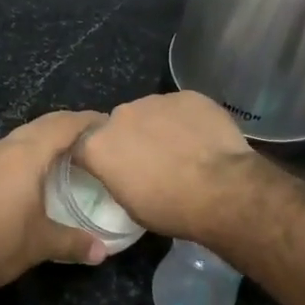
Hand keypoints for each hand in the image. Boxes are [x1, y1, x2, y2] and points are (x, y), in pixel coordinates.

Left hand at [0, 110, 107, 292]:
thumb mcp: (41, 244)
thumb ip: (74, 242)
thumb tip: (102, 252)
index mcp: (26, 155)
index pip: (63, 125)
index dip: (87, 121)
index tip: (107, 124)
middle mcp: (3, 149)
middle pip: (40, 125)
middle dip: (66, 126)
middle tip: (89, 139)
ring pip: (17, 138)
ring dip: (41, 140)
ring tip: (61, 155)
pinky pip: (1, 154)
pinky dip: (20, 156)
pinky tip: (24, 177)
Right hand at [74, 92, 257, 240]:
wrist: (221, 189)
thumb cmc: (170, 208)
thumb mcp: (130, 205)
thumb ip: (117, 178)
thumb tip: (123, 171)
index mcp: (98, 146)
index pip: (82, 146)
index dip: (95, 157)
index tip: (109, 169)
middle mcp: (120, 115)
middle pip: (118, 125)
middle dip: (129, 139)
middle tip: (150, 161)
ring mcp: (155, 101)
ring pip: (150, 112)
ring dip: (158, 127)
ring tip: (181, 149)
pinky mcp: (187, 96)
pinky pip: (180, 108)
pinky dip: (186, 120)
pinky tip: (201, 139)